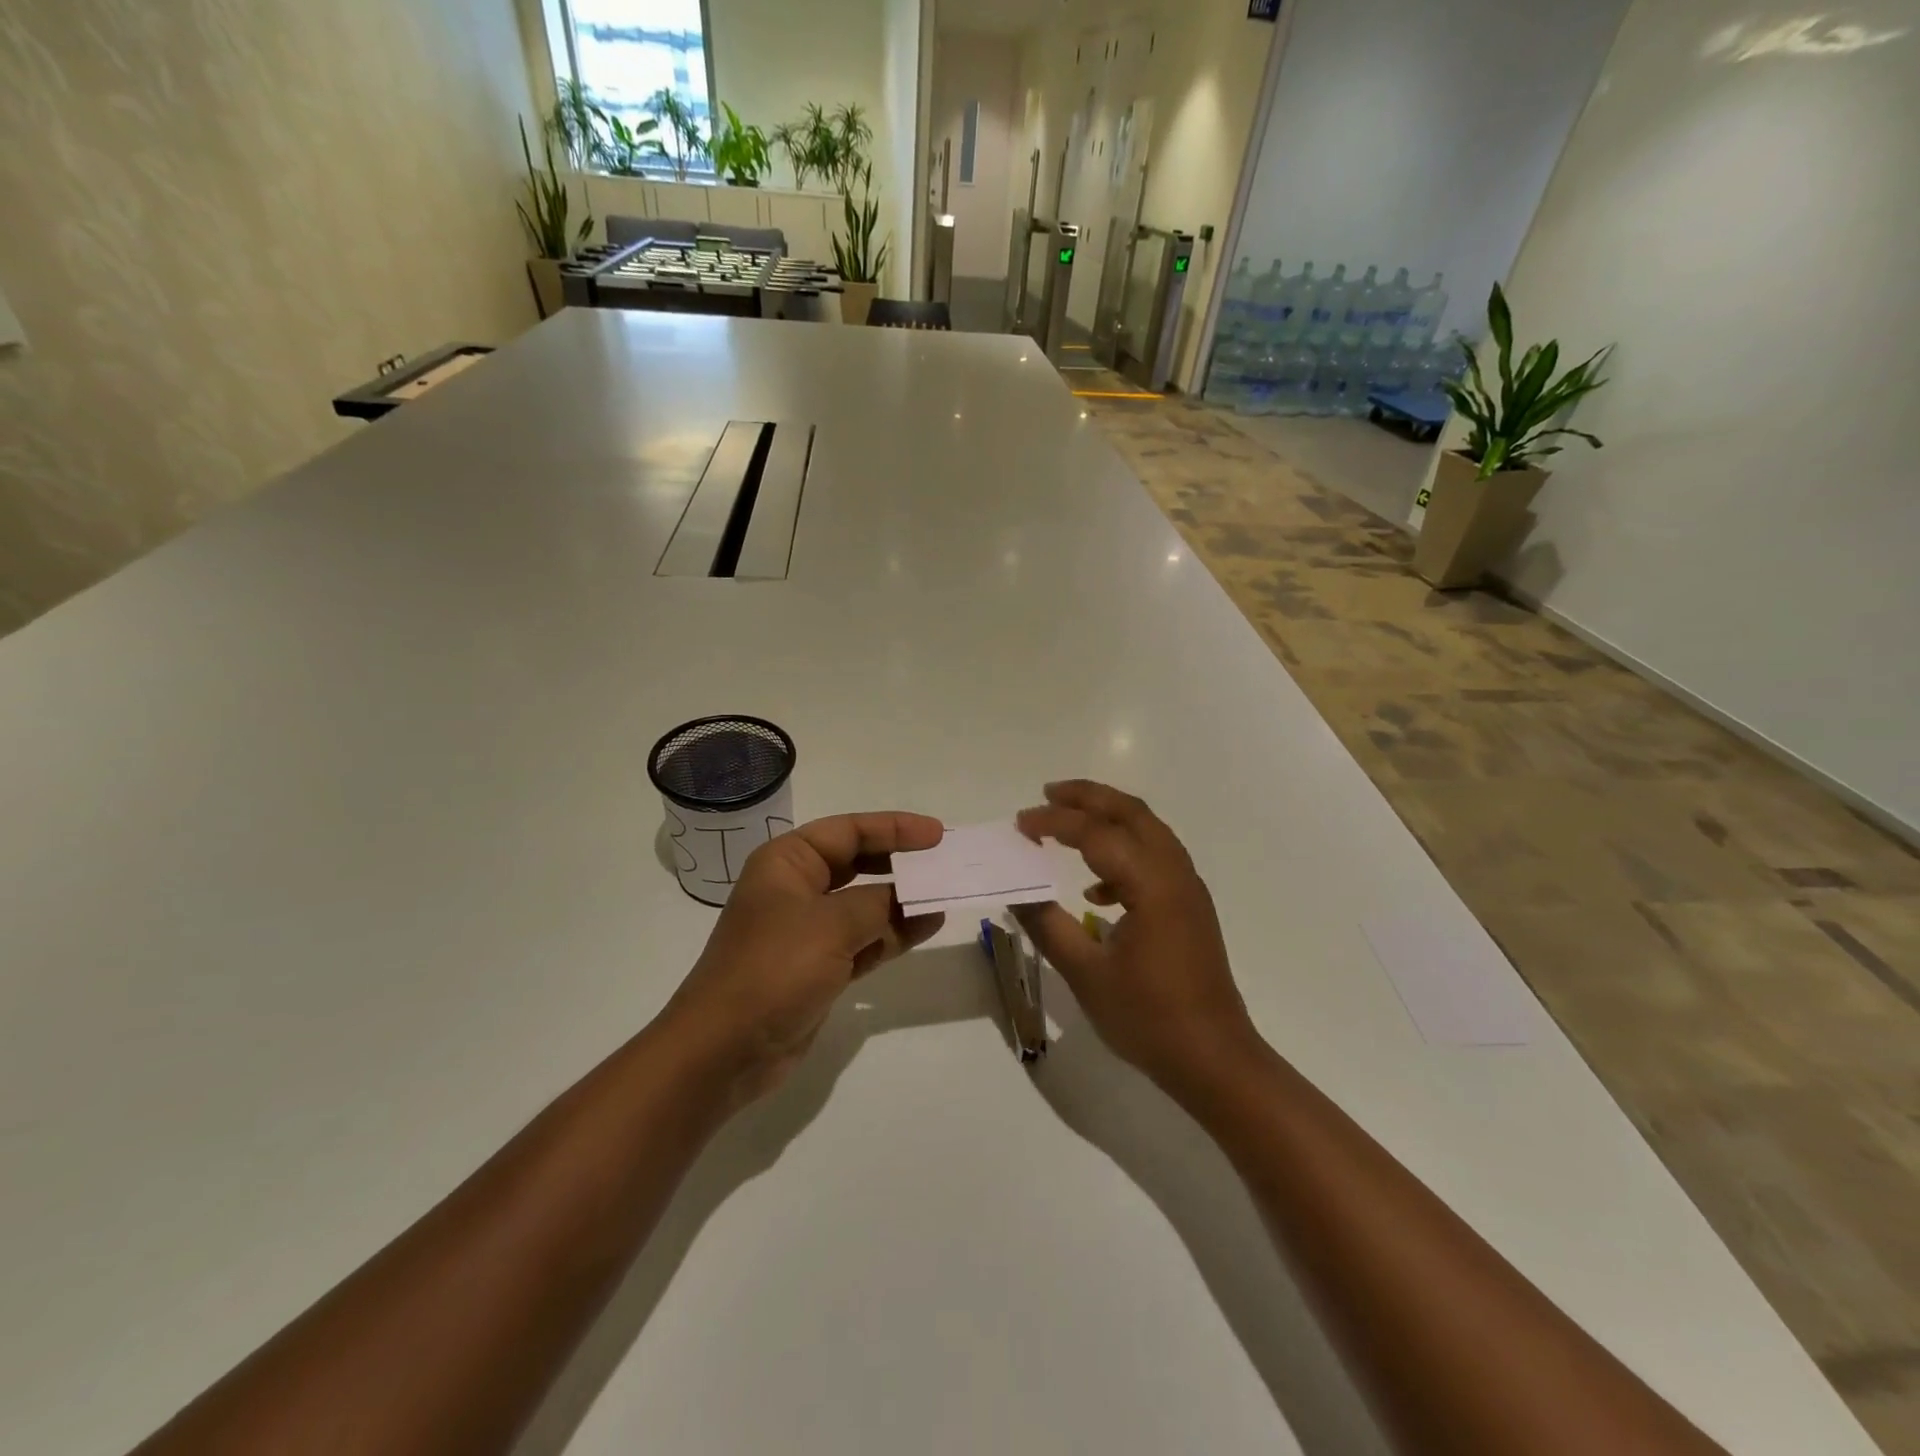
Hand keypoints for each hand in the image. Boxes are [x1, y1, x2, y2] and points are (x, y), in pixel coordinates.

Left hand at [664, 813, 945, 1107]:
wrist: (725, 1049)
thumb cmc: (773, 969)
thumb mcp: (831, 925)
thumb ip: (880, 903)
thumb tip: (915, 896)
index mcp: (787, 862)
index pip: (848, 830)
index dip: (894, 828)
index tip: (936, 834)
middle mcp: (797, 889)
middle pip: (858, 863)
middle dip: (900, 861)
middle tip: (944, 860)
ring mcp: (808, 930)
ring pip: (865, 903)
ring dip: (903, 900)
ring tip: (946, 893)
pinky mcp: (819, 967)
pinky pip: (865, 939)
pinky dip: (894, 932)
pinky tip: (928, 926)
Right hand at [1015, 781, 1263, 1093]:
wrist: (1214, 1059)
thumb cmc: (1148, 1018)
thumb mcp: (1086, 973)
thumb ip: (1048, 925)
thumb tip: (1018, 892)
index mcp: (1151, 884)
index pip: (1096, 834)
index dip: (1054, 822)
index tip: (1020, 823)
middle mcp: (1175, 873)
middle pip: (1131, 813)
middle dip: (1088, 797)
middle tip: (1048, 794)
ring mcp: (1188, 889)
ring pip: (1148, 830)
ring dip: (1108, 818)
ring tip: (1067, 823)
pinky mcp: (1190, 907)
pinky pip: (1155, 858)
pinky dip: (1123, 852)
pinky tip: (1096, 889)